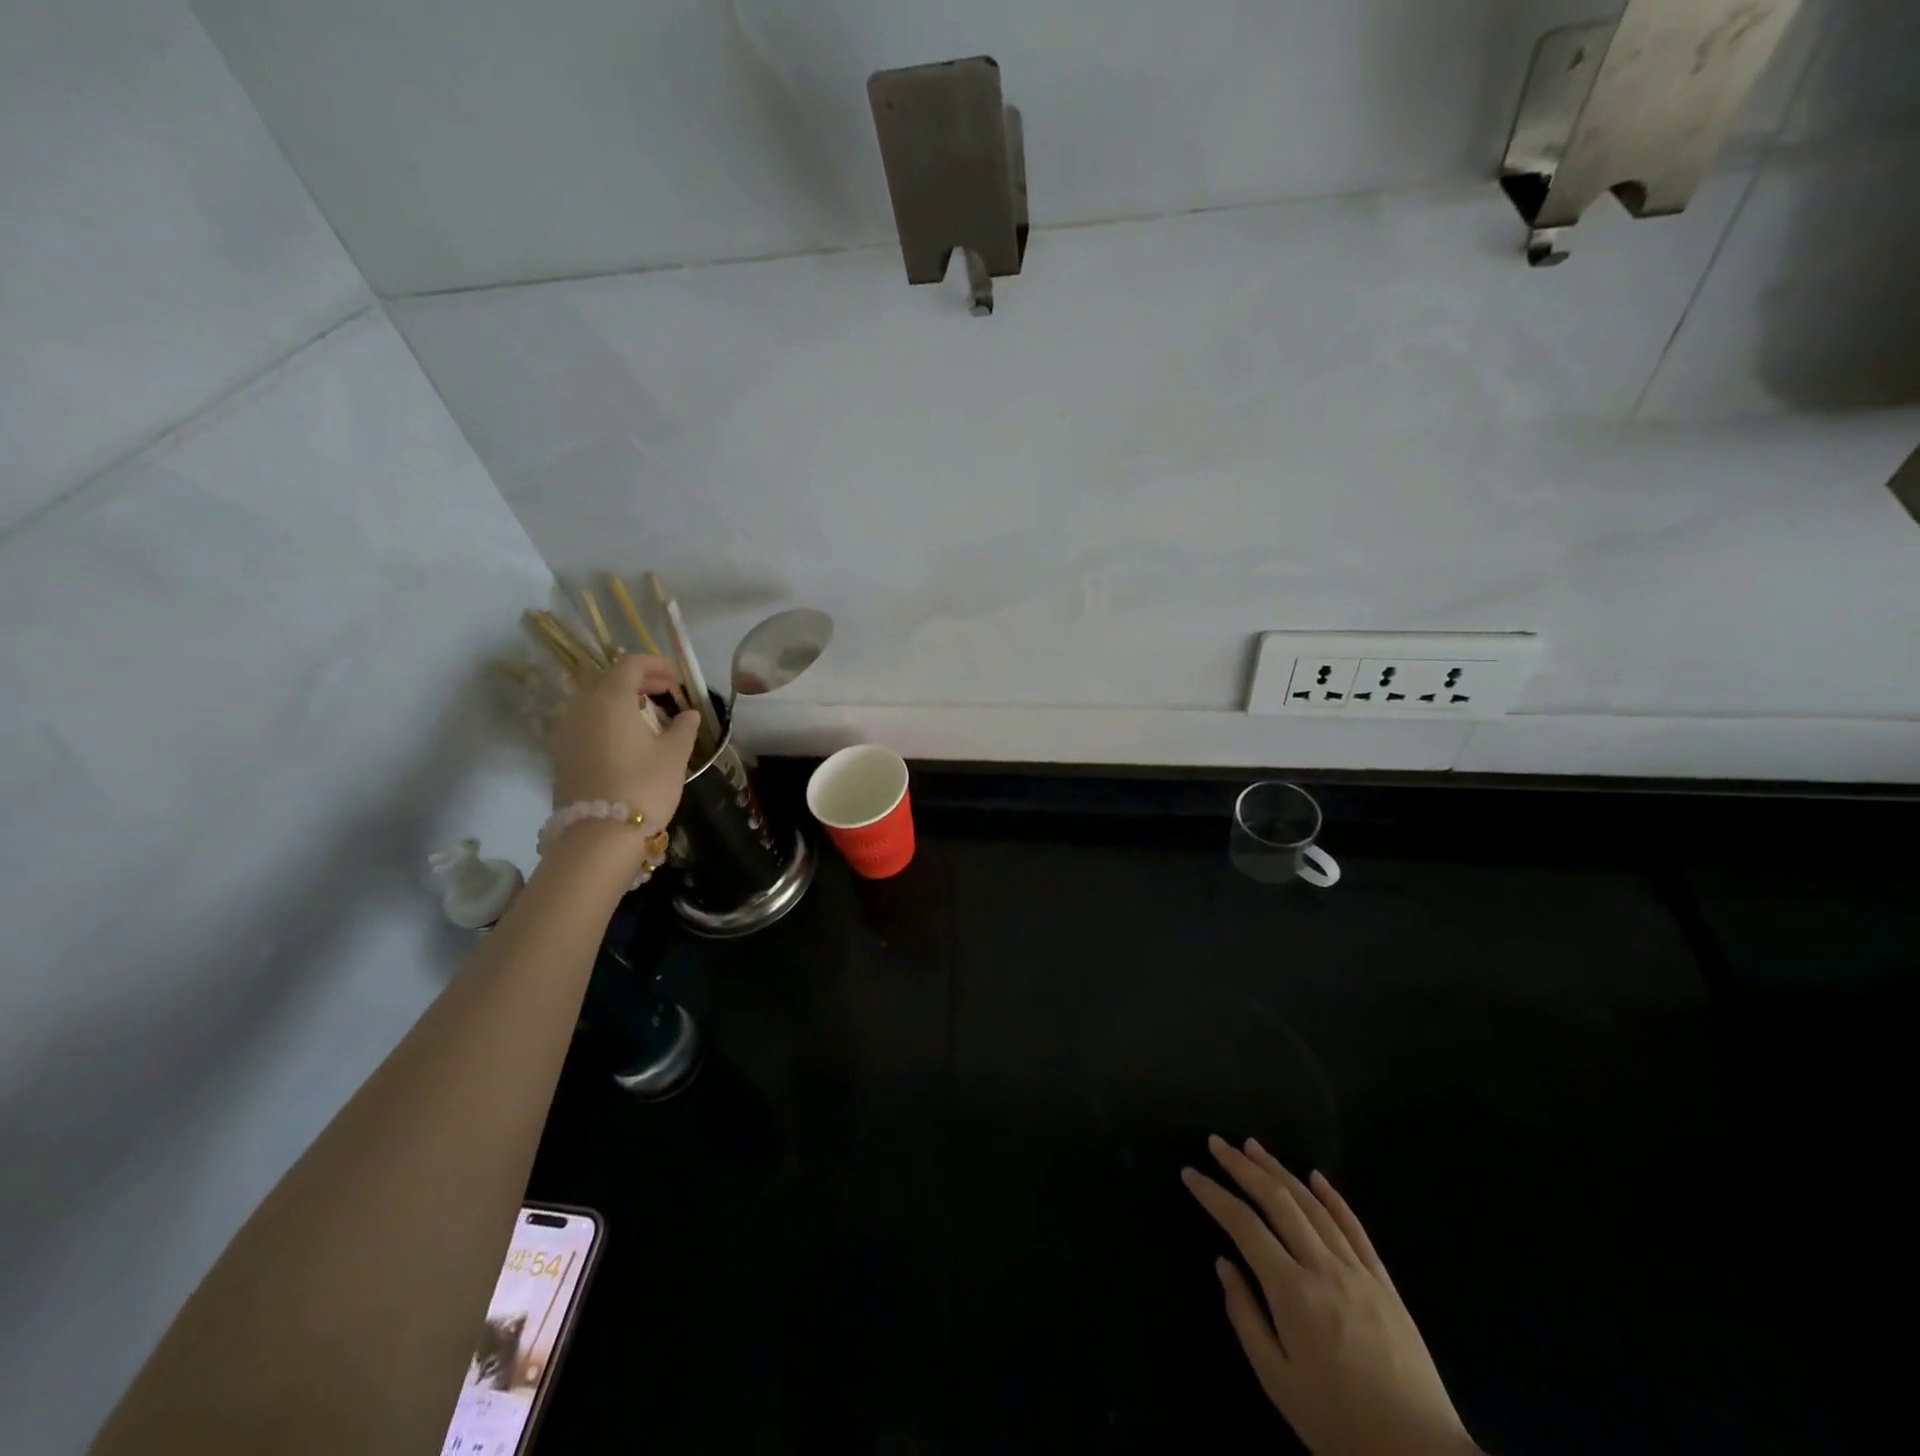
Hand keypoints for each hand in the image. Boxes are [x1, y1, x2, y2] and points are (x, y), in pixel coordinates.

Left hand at [550, 654, 701, 831]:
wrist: (599, 836)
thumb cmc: (643, 787)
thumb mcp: (674, 756)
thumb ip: (683, 728)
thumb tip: (688, 714)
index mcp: (610, 699)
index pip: (630, 664)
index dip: (656, 665)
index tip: (677, 678)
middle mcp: (582, 708)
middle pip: (608, 679)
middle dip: (639, 680)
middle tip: (666, 691)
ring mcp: (567, 732)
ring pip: (594, 701)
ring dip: (621, 699)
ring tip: (647, 713)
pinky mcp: (562, 755)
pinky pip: (586, 722)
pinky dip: (607, 719)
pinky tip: (626, 737)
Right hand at [1183, 1137, 1478, 1455]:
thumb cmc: (1340, 1426)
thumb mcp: (1278, 1382)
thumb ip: (1245, 1317)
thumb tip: (1223, 1265)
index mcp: (1292, 1292)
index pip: (1243, 1226)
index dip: (1213, 1195)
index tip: (1190, 1174)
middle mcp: (1323, 1267)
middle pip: (1277, 1201)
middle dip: (1242, 1167)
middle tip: (1217, 1143)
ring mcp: (1358, 1271)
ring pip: (1312, 1205)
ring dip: (1279, 1170)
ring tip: (1253, 1147)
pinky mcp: (1385, 1283)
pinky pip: (1355, 1228)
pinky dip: (1333, 1197)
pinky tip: (1316, 1177)